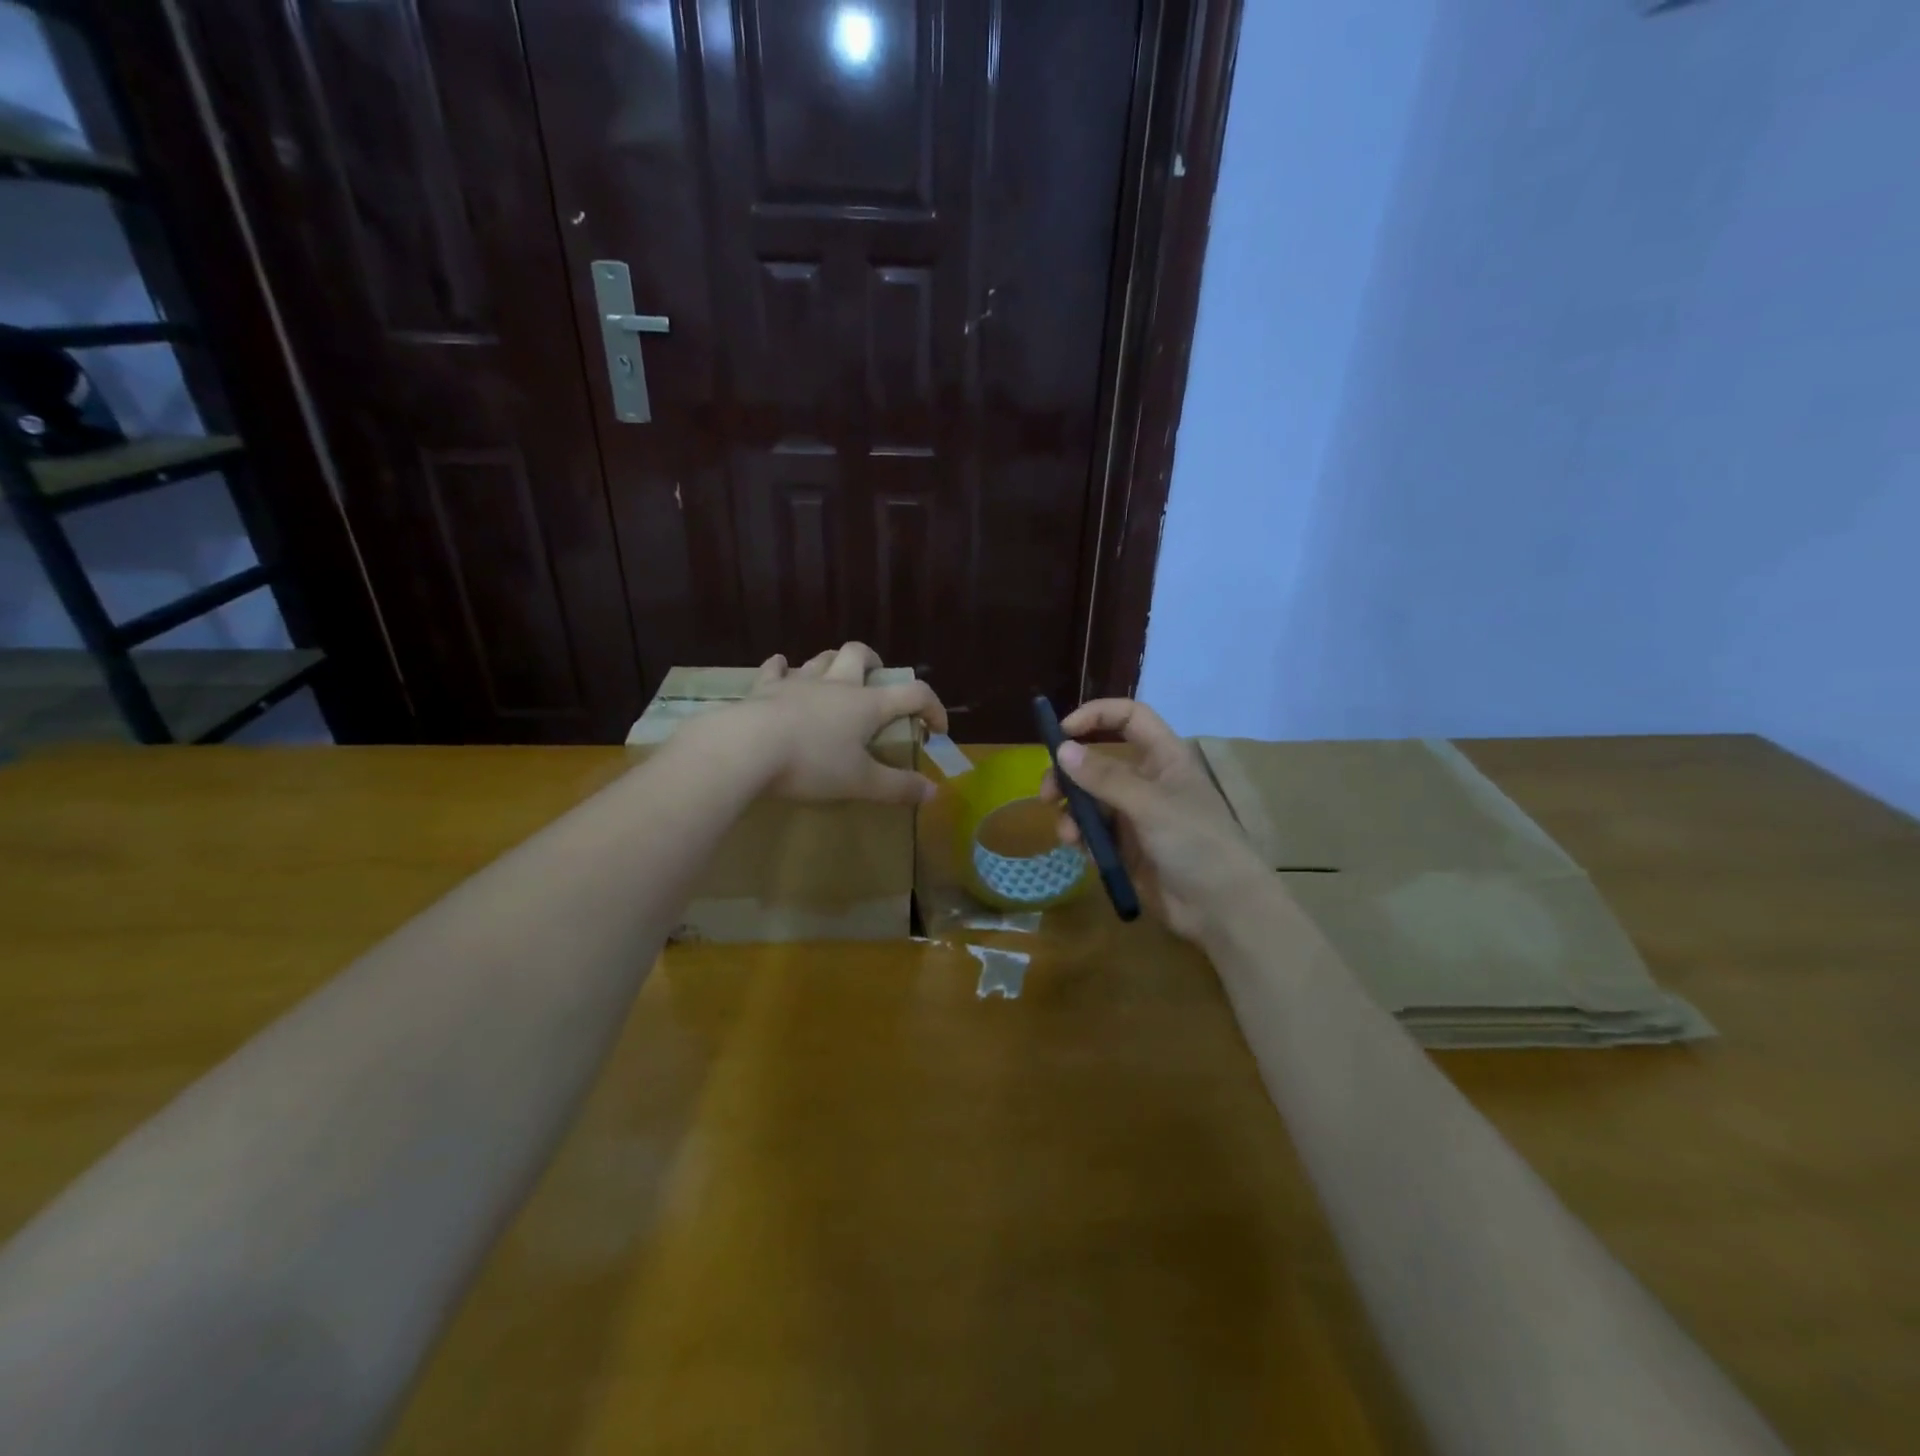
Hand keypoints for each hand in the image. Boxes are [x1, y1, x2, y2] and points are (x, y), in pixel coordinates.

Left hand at [718, 642, 947, 803]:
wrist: (747, 747)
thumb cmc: (811, 764)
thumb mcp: (860, 782)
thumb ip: (898, 787)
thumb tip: (934, 792)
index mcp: (867, 704)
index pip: (913, 693)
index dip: (932, 707)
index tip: (937, 730)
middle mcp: (836, 684)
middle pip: (859, 654)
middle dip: (873, 661)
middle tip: (877, 679)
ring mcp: (798, 682)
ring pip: (821, 658)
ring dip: (833, 662)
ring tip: (836, 677)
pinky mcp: (764, 688)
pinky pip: (775, 669)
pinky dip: (781, 667)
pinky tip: (780, 668)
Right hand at [1040, 699, 1268, 940]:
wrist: (1222, 908)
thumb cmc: (1196, 843)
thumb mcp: (1150, 805)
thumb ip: (1104, 778)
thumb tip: (1062, 750)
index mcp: (1163, 758)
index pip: (1129, 717)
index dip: (1096, 716)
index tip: (1062, 733)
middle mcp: (1147, 781)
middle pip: (1097, 762)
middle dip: (1069, 776)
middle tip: (1047, 795)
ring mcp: (1136, 816)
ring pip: (1090, 801)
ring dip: (1072, 814)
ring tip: (1068, 836)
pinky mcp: (1127, 849)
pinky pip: (1094, 833)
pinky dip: (1083, 838)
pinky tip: (1083, 853)